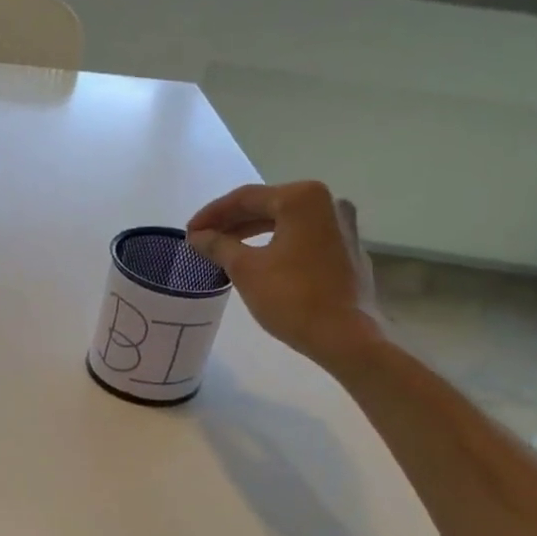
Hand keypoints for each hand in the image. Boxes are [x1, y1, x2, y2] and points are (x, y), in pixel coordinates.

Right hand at [186, 181, 382, 368]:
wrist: (345, 337)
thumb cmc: (292, 298)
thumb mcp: (246, 269)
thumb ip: (218, 246)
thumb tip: (198, 236)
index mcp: (302, 198)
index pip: (246, 198)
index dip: (212, 214)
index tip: (189, 232)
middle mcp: (327, 203)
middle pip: (268, 206)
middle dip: (232, 223)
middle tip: (202, 240)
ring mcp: (342, 226)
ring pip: (286, 222)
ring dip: (252, 233)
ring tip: (224, 250)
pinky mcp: (347, 250)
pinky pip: (303, 238)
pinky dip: (277, 244)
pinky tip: (259, 261)